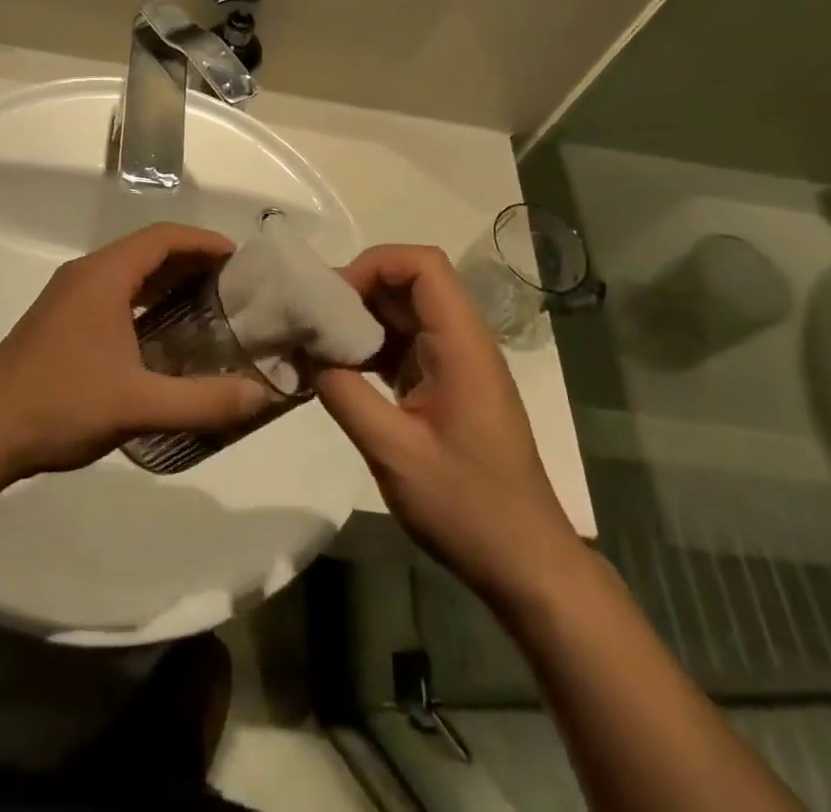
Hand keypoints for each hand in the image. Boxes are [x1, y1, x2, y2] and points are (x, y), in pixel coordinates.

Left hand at [0, 224, 269, 479]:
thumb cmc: (61, 405)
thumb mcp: (139, 405)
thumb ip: (204, 400)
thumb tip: (262, 395)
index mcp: (103, 276)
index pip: (163, 237)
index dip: (203, 241)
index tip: (238, 259)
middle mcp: (85, 274)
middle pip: (146, 250)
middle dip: (190, 260)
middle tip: (231, 284)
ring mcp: (67, 296)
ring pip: (127, 272)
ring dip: (165, 280)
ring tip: (205, 304)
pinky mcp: (58, 319)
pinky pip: (111, 292)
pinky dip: (143, 299)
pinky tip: (160, 333)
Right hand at [315, 246, 581, 599]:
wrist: (525, 564)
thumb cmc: (467, 507)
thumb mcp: (393, 452)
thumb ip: (344, 393)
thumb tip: (305, 350)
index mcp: (461, 344)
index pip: (422, 265)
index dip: (373, 265)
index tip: (333, 299)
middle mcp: (463, 341)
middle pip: (410, 283)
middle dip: (358, 291)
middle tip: (313, 320)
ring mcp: (457, 364)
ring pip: (405, 313)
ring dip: (362, 320)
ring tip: (319, 344)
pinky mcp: (448, 386)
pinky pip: (406, 345)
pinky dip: (372, 348)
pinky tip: (341, 372)